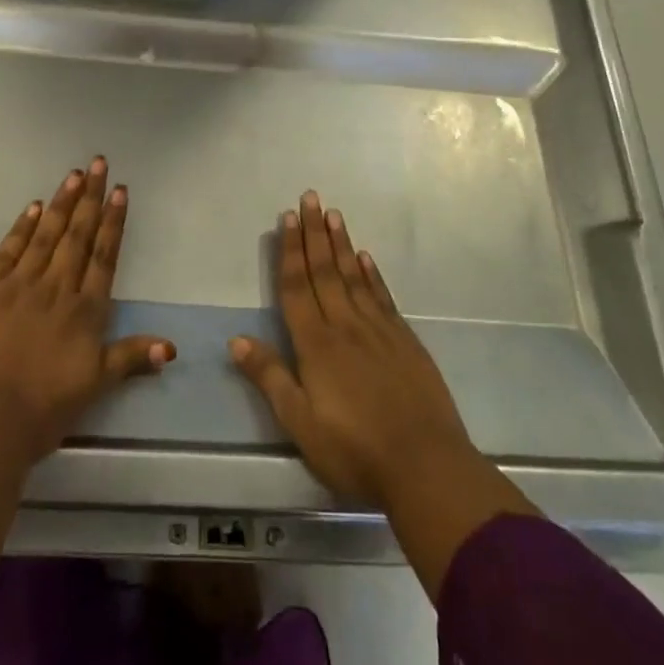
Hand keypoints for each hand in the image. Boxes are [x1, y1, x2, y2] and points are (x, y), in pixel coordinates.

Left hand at [0, 156, 173, 462]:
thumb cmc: (41, 410)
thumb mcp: (94, 387)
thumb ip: (130, 358)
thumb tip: (171, 347)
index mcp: (85, 311)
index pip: (103, 257)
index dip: (113, 222)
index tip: (119, 191)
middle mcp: (56, 288)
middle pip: (78, 236)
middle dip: (90, 198)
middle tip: (99, 163)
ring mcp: (19, 284)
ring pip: (46, 235)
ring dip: (62, 203)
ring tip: (74, 174)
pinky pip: (9, 249)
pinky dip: (23, 226)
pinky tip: (34, 207)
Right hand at [229, 190, 538, 599]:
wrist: (427, 467)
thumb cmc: (355, 451)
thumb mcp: (301, 424)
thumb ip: (270, 378)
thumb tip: (236, 340)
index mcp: (316, 345)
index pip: (297, 287)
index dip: (289, 251)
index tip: (287, 217)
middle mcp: (345, 326)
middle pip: (325, 271)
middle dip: (314, 233)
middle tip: (310, 197)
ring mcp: (379, 331)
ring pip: (354, 276)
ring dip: (341, 243)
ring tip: (333, 214)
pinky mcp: (405, 342)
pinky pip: (382, 297)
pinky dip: (372, 274)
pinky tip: (366, 258)